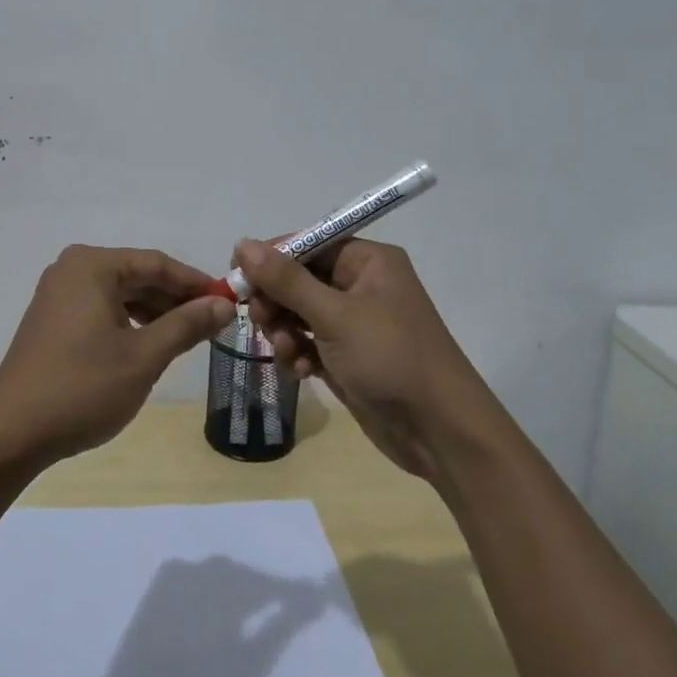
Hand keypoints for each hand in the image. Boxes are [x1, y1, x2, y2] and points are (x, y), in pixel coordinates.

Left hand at [0, 245, 233, 469]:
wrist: (11, 433)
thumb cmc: (82, 388)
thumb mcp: (144, 357)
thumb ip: (186, 325)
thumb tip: (223, 304)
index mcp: (92, 265)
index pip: (157, 264)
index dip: (196, 283)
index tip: (228, 303)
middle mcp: (73, 269)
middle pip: (138, 275)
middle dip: (176, 299)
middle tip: (213, 324)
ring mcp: (59, 293)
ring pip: (121, 293)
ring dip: (155, 312)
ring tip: (188, 337)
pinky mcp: (53, 318)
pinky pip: (103, 308)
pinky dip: (130, 322)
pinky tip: (151, 344)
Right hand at [231, 237, 492, 479]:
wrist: (440, 433)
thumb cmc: (390, 358)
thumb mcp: (334, 315)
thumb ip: (286, 280)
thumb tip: (243, 244)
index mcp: (367, 261)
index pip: (308, 243)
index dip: (271, 258)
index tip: (237, 277)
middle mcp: (361, 285)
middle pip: (299, 278)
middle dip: (276, 300)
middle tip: (259, 320)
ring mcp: (355, 323)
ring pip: (299, 313)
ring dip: (284, 331)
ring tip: (286, 351)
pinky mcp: (349, 356)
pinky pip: (309, 342)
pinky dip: (299, 353)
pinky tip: (300, 372)